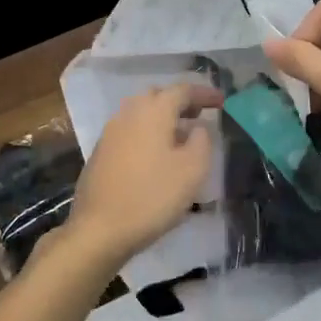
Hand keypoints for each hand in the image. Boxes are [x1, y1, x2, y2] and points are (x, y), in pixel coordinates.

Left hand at [66, 83, 222, 268]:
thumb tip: (198, 127)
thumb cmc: (152, 196)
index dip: (204, 94)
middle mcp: (129, 113)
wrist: (99, 229)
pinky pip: (130, 131)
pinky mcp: (101, 152)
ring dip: (163, 118)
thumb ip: (202, 140)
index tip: (221, 101)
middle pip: (158, 96)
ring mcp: (111, 132)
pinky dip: (148, 133)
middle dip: (181, 102)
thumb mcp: (193, 169)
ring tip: (180, 136)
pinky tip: (156, 155)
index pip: (183, 90)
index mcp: (153, 111)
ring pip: (142, 113)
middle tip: (200, 115)